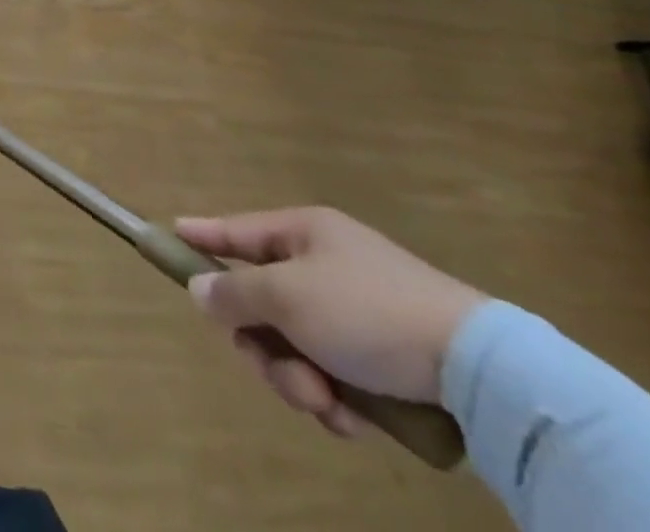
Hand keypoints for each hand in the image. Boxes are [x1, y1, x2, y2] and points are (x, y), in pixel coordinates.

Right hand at [176, 207, 486, 437]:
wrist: (480, 371)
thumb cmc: (366, 311)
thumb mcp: (287, 296)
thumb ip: (234, 293)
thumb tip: (199, 290)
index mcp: (304, 234)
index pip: (237, 230)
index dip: (203, 235)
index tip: (170, 233)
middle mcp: (326, 267)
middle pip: (264, 304)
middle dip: (265, 347)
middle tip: (275, 370)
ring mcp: (358, 315)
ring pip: (296, 348)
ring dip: (300, 380)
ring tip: (326, 403)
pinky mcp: (387, 361)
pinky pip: (335, 378)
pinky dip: (337, 401)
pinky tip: (354, 418)